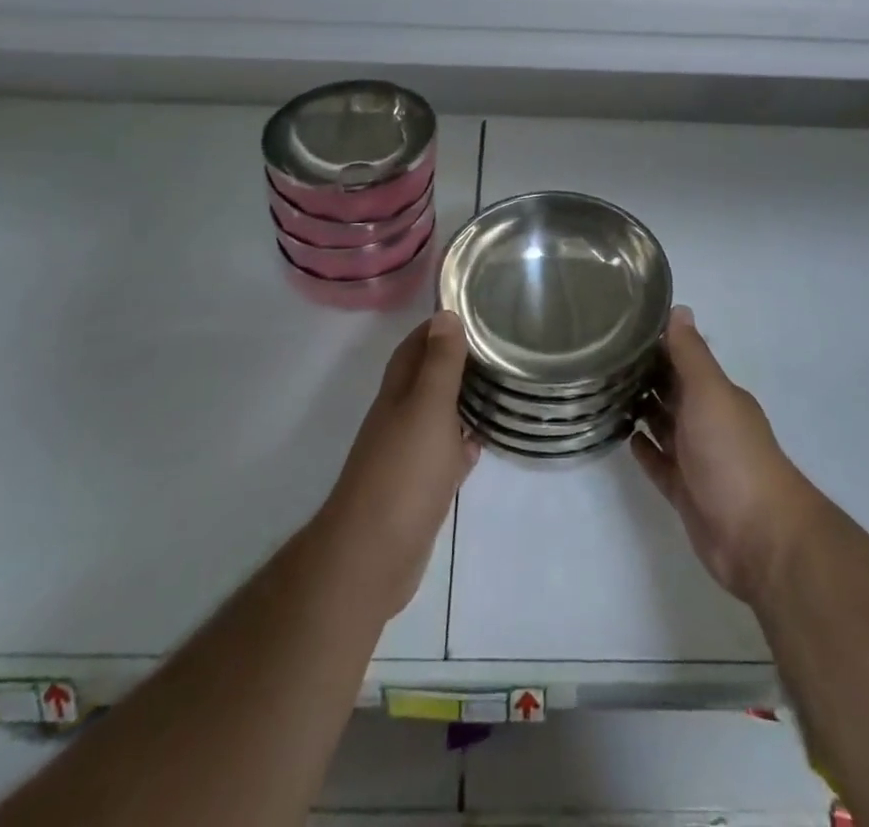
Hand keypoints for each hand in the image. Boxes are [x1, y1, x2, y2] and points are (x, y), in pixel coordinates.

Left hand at [317, 312, 480, 619]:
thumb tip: (444, 313)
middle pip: (425, 379)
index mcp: (398, 394)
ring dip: (460, 401)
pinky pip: (443, 456)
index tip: (471, 311)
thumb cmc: (404, 473)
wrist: (373, 556)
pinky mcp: (418, 490)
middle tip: (494, 347)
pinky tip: (481, 443)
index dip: (437, 327)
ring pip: (436, 416)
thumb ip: (439, 364)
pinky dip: (460, 444)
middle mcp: (398, 418)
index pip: (414, 347)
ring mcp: (406, 456)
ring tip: (496, 388)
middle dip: (453, 360)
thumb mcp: (428, 408)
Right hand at [633, 307, 823, 606]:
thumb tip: (679, 308)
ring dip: (640, 410)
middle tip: (600, 358)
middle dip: (643, 376)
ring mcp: (697, 459)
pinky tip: (623, 437)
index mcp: (716, 395)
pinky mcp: (685, 492)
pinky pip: (659, 464)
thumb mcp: (709, 392)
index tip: (619, 328)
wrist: (758, 536)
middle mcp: (708, 422)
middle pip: (672, 392)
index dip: (655, 345)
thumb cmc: (732, 454)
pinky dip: (644, 450)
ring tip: (603, 392)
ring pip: (663, 426)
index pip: (682, 361)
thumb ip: (691, 354)